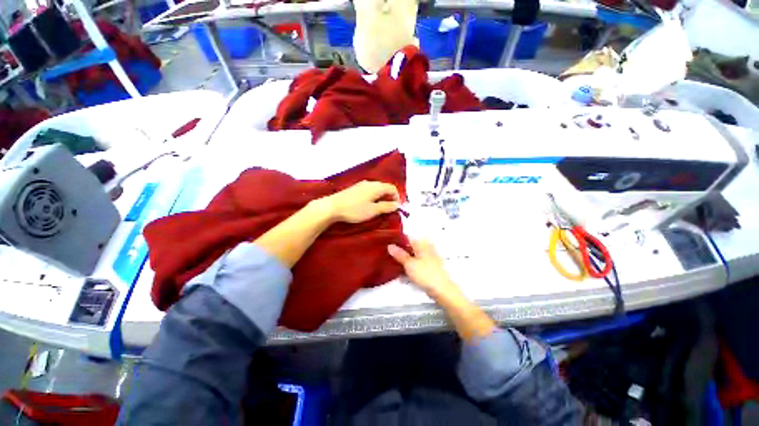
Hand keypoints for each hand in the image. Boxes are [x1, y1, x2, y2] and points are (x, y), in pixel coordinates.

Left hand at [322, 181, 399, 223]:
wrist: (332, 206)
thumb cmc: (355, 209)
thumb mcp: (373, 210)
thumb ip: (386, 207)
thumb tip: (397, 205)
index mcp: (377, 187)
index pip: (392, 188)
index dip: (397, 197)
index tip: (397, 208)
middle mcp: (370, 183)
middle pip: (385, 187)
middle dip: (390, 197)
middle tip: (390, 209)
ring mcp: (361, 185)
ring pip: (377, 189)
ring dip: (382, 197)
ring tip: (380, 208)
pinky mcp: (355, 188)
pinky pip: (369, 190)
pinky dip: (374, 196)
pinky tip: (369, 204)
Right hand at [389, 240, 494, 340]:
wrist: (442, 290)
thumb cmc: (425, 274)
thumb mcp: (409, 264)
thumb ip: (399, 254)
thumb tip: (389, 245)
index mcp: (421, 244)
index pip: (406, 237)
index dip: (396, 240)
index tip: (386, 244)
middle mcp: (425, 248)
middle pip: (409, 247)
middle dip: (399, 251)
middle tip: (387, 256)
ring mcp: (427, 257)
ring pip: (412, 255)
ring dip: (403, 260)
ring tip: (392, 265)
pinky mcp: (428, 266)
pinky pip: (416, 263)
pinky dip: (409, 266)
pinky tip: (402, 273)